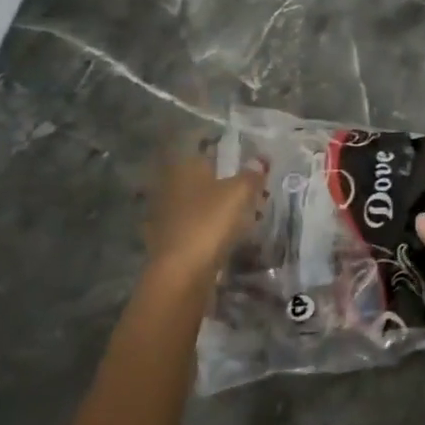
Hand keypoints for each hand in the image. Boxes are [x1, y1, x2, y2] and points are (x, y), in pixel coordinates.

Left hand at [142, 147, 264, 287]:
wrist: (181, 274)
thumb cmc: (209, 222)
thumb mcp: (239, 192)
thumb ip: (251, 175)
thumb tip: (259, 161)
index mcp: (183, 167)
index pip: (205, 150)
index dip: (227, 155)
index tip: (247, 164)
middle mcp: (169, 186)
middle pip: (202, 179)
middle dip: (225, 184)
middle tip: (252, 192)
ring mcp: (165, 215)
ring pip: (198, 204)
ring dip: (218, 208)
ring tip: (246, 216)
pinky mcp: (168, 241)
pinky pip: (195, 227)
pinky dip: (210, 229)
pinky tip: (227, 238)